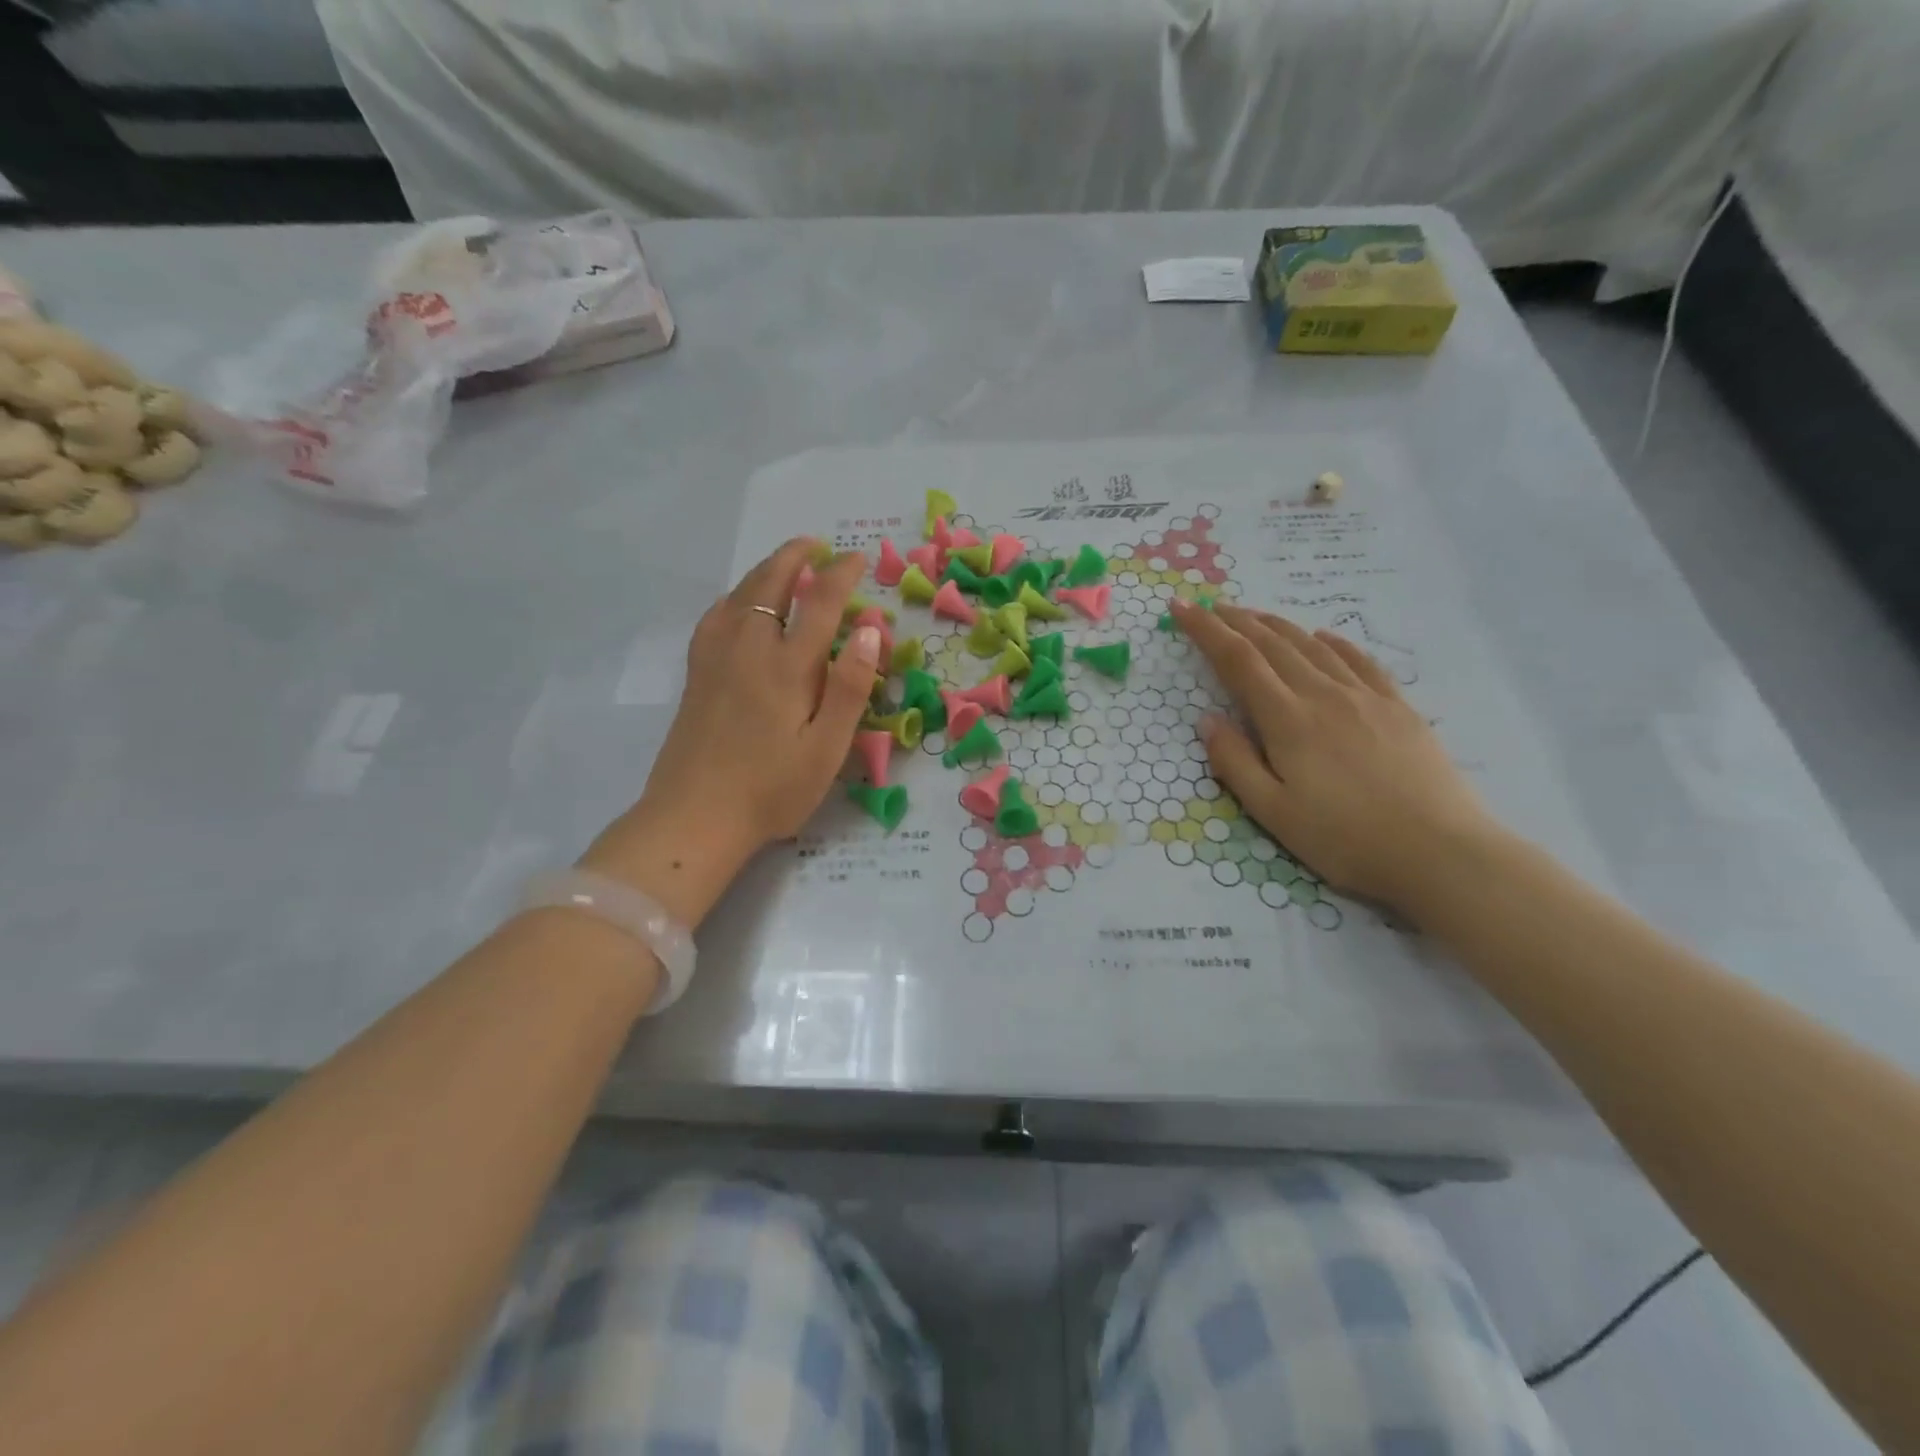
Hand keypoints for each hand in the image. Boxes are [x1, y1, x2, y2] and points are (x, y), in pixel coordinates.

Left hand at [581, 539, 879, 923]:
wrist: (695, 816)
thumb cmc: (772, 789)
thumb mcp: (826, 748)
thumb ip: (849, 687)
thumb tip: (870, 629)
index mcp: (788, 667)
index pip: (820, 602)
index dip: (841, 574)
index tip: (858, 558)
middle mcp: (749, 648)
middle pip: (771, 584)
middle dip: (796, 557)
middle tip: (817, 545)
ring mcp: (716, 658)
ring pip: (741, 595)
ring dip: (766, 570)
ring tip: (785, 562)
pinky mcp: (697, 673)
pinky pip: (715, 616)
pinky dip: (734, 597)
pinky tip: (739, 604)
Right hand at [1173, 598, 1495, 912]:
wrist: (1439, 852)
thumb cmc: (1345, 839)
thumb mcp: (1273, 812)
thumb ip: (1235, 762)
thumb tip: (1207, 719)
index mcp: (1287, 720)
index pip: (1237, 660)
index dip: (1206, 630)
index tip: (1181, 608)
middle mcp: (1323, 695)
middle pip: (1272, 644)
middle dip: (1235, 620)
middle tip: (1209, 607)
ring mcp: (1365, 697)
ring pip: (1312, 646)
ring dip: (1277, 625)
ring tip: (1253, 616)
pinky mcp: (1398, 707)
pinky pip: (1360, 660)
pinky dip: (1333, 642)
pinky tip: (1323, 637)